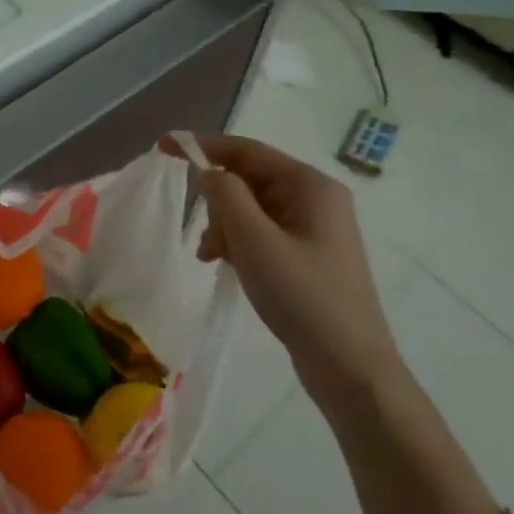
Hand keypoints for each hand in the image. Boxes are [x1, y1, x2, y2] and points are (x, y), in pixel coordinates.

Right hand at [169, 133, 405, 422]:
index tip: (163, 147)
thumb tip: (208, 171)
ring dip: (225, 227)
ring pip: (251, 209)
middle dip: (218, 202)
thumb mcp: (255, 241)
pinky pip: (261, 233)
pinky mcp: (307, 255)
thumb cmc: (302, 296)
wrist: (350, 367)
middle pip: (249, 180)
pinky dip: (239, 243)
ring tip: (213, 258)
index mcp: (310, 186)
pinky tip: (226, 266)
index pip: (247, 151)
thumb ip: (226, 196)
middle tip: (204, 237)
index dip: (203, 146)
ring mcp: (313, 228)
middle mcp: (315, 199)